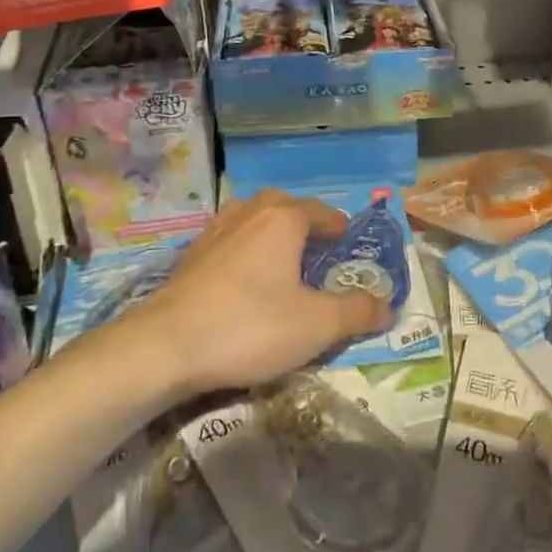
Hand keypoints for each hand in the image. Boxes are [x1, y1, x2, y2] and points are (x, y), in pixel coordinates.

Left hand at [121, 189, 392, 396]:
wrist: (164, 346)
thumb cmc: (250, 326)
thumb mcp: (316, 325)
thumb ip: (357, 312)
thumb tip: (388, 306)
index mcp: (283, 219)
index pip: (321, 212)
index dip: (339, 227)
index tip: (349, 242)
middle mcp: (249, 213)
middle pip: (283, 205)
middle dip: (303, 222)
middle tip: (317, 250)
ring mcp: (214, 231)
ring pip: (251, 219)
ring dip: (270, 232)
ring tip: (282, 262)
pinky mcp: (190, 256)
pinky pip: (229, 240)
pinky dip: (245, 250)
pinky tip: (244, 281)